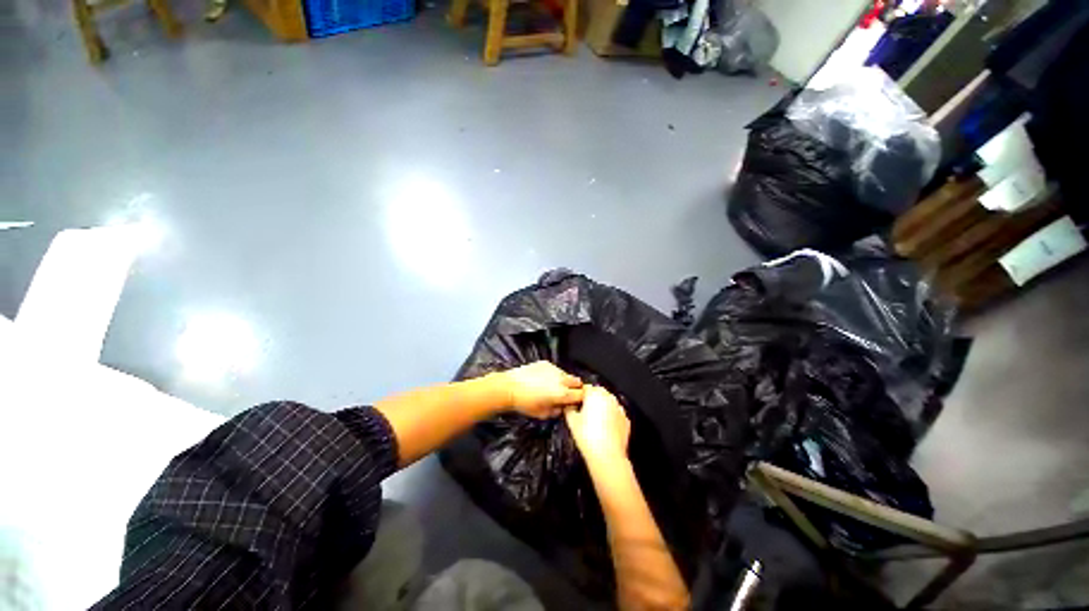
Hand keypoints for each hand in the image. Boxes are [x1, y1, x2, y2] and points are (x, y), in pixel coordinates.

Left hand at [498, 362, 583, 418]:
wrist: (509, 387)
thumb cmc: (525, 403)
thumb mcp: (543, 414)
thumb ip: (557, 411)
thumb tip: (563, 407)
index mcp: (562, 393)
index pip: (582, 394)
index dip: (581, 399)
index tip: (577, 402)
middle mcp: (561, 379)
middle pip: (577, 382)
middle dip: (575, 388)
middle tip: (567, 394)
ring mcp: (554, 369)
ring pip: (566, 375)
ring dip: (564, 381)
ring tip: (552, 387)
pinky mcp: (545, 363)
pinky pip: (555, 369)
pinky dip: (553, 375)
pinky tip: (542, 380)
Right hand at [565, 385, 629, 460]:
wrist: (607, 455)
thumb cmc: (587, 435)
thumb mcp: (571, 421)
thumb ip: (569, 408)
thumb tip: (569, 405)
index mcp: (595, 394)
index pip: (585, 388)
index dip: (579, 395)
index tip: (575, 403)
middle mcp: (609, 397)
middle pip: (598, 393)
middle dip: (591, 400)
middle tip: (583, 412)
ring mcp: (619, 408)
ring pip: (608, 403)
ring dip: (602, 408)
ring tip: (594, 421)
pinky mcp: (626, 420)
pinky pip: (616, 414)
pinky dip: (611, 417)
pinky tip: (605, 428)